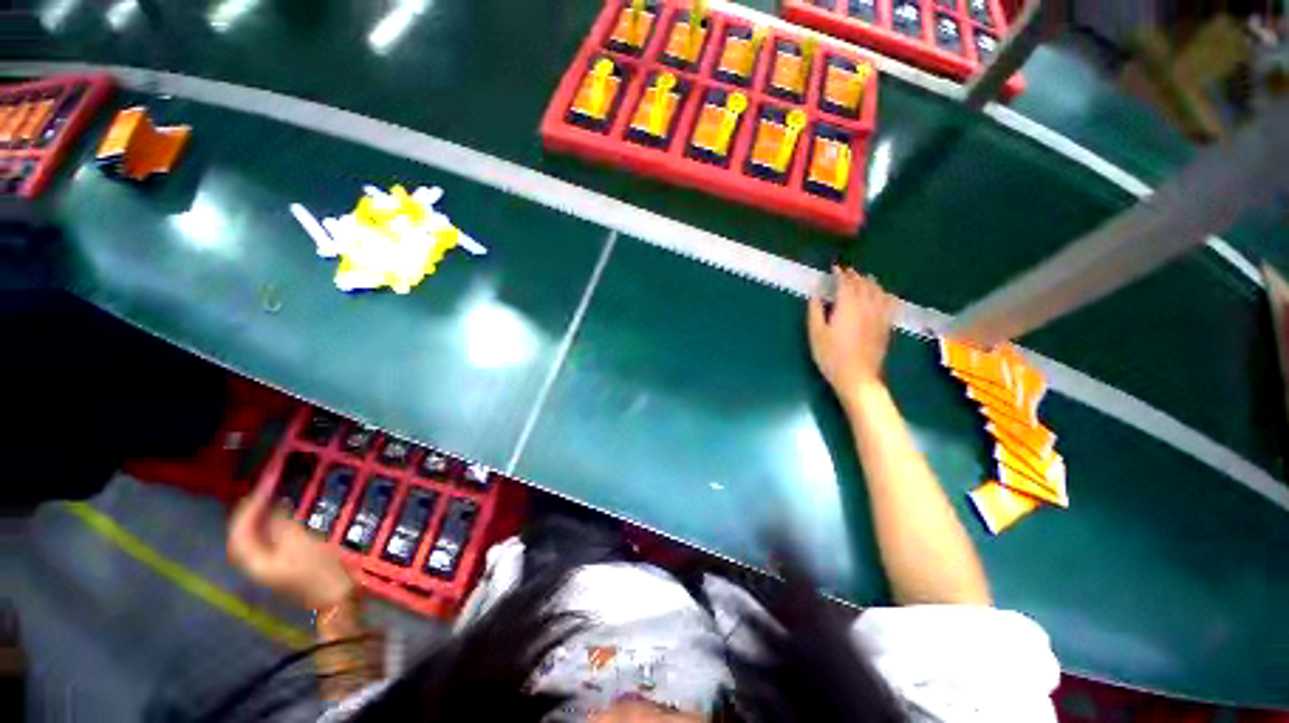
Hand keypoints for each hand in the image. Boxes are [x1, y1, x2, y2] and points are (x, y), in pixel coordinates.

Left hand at [227, 494, 354, 609]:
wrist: (338, 596)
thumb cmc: (320, 571)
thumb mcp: (303, 545)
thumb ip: (283, 527)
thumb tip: (274, 509)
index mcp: (257, 563)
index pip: (240, 535)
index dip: (247, 512)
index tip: (260, 491)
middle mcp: (257, 566)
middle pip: (243, 538)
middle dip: (249, 515)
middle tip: (261, 494)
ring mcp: (270, 567)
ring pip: (255, 540)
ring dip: (259, 520)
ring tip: (269, 501)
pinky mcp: (283, 565)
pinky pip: (268, 542)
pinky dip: (271, 528)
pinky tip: (282, 518)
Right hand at [808, 267, 895, 404]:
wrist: (857, 376)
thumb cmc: (831, 356)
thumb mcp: (816, 334)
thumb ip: (815, 311)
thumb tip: (815, 294)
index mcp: (847, 307)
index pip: (846, 284)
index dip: (841, 274)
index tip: (834, 268)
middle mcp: (866, 307)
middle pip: (863, 285)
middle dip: (855, 276)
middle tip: (847, 272)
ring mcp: (879, 316)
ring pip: (878, 292)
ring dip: (871, 282)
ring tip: (865, 278)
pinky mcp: (886, 326)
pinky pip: (889, 305)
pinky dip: (885, 295)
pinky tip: (884, 295)